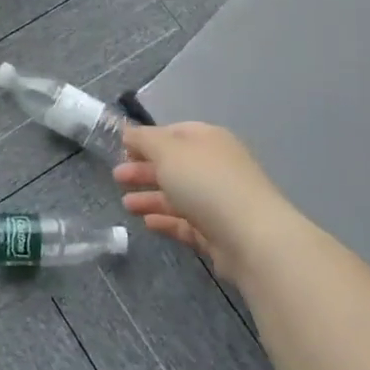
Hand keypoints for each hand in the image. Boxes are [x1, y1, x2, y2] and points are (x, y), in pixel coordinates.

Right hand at [113, 122, 299, 283]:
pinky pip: (186, 222)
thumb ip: (143, 139)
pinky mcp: (217, 232)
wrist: (251, 237)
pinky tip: (146, 223)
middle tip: (117, 178)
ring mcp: (218, 201)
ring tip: (126, 205)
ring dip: (150, 197)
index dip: (147, 140)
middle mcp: (215, 166)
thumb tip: (128, 131)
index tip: (122, 150)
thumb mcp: (167, 151)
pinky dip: (166, 220)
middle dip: (144, 170)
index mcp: (208, 140)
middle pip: (174, 165)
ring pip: (178, 195)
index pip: (173, 133)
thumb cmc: (206, 182)